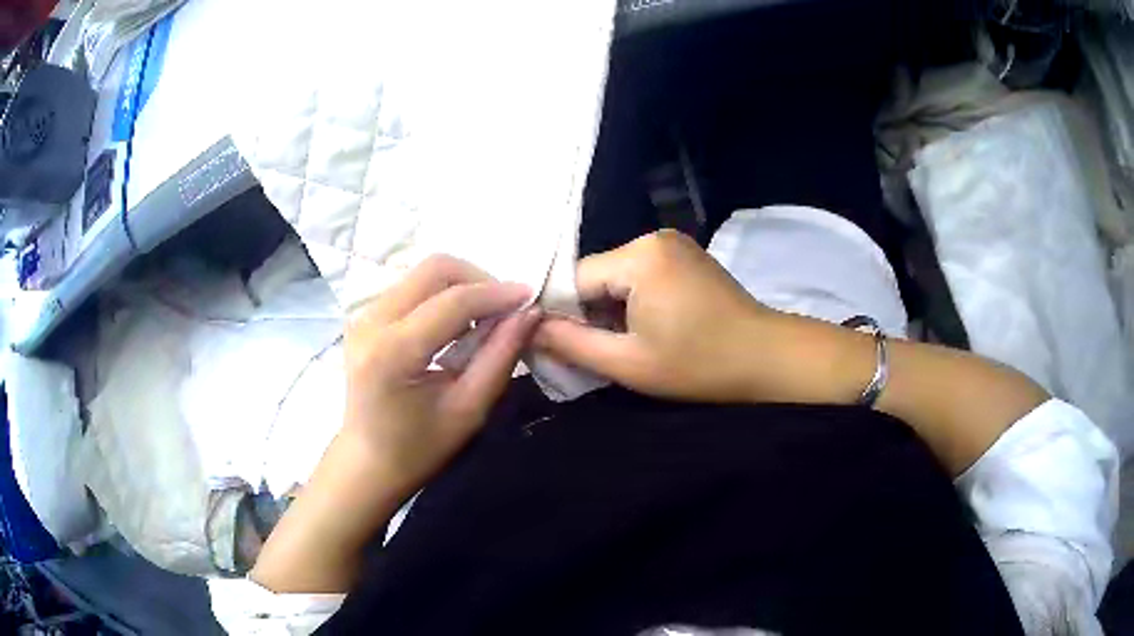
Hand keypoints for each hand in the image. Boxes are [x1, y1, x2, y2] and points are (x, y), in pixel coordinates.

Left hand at [343, 254, 540, 500]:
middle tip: (505, 309)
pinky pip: (411, 286)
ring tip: (484, 320)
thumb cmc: (419, 448)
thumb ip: (500, 357)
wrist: (367, 462)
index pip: (453, 302)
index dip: (497, 294)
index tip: (531, 297)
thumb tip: (530, 313)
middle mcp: (371, 321)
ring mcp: (363, 315)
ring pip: (423, 273)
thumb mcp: (468, 410)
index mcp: (392, 352)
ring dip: (461, 286)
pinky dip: (442, 295)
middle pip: (434, 269)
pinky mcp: (364, 316)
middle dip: (478, 280)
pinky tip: (456, 325)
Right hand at [535, 230, 785, 402]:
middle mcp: (652, 238)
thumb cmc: (699, 364)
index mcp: (638, 257)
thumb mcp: (627, 363)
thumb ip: (570, 343)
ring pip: (616, 277)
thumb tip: (527, 329)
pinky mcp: (684, 255)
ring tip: (624, 344)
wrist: (766, 358)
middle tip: (596, 353)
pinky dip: (632, 302)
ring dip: (611, 310)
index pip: (574, 280)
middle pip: (595, 275)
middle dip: (588, 313)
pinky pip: (639, 275)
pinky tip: (645, 328)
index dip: (563, 316)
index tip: (563, 349)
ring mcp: (672, 243)